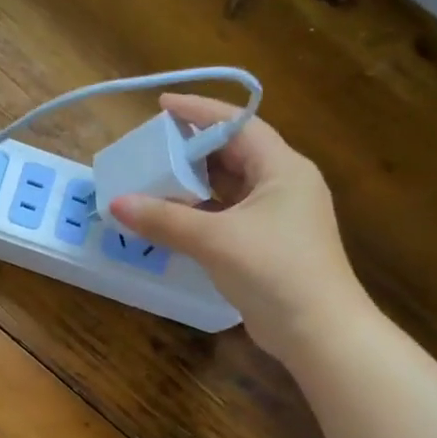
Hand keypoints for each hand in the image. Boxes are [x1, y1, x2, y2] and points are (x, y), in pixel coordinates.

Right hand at [108, 95, 371, 364]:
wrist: (320, 332)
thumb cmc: (275, 271)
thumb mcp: (215, 240)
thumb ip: (164, 219)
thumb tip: (117, 204)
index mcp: (282, 169)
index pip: (238, 125)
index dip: (199, 111)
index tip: (161, 105)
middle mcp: (284, 185)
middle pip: (233, 153)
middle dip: (191, 148)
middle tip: (151, 146)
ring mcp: (278, 217)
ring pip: (229, 186)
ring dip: (193, 182)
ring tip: (153, 178)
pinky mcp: (268, 244)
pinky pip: (227, 214)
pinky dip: (199, 211)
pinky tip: (170, 217)